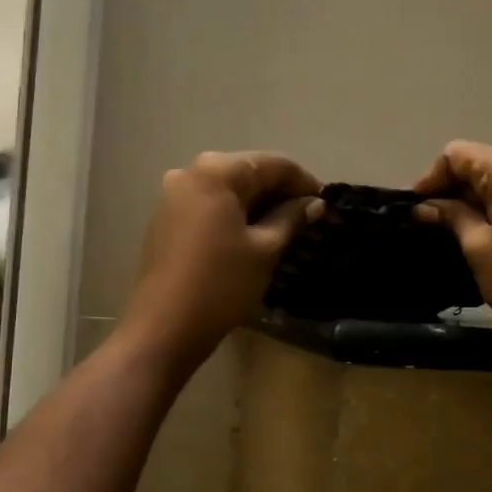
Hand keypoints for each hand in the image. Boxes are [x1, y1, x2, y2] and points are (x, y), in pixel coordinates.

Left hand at [125, 151, 322, 369]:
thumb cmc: (221, 284)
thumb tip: (314, 204)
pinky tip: (252, 237)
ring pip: (227, 191)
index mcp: (216, 172)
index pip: (273, 164)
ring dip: (258, 205)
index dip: (305, 182)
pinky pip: (209, 207)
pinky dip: (234, 215)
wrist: (164, 327)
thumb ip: (292, 218)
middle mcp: (190, 173)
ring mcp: (172, 196)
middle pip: (247, 173)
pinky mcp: (165, 220)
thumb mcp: (265, 250)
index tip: (327, 204)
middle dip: (280, 192)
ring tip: (285, 229)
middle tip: (309, 218)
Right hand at [414, 140, 491, 359]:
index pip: (460, 155)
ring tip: (459, 228)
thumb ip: (451, 216)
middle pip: (486, 163)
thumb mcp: (477, 246)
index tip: (416, 207)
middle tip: (432, 220)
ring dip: (481, 197)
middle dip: (456, 188)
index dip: (432, 178)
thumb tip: (424, 207)